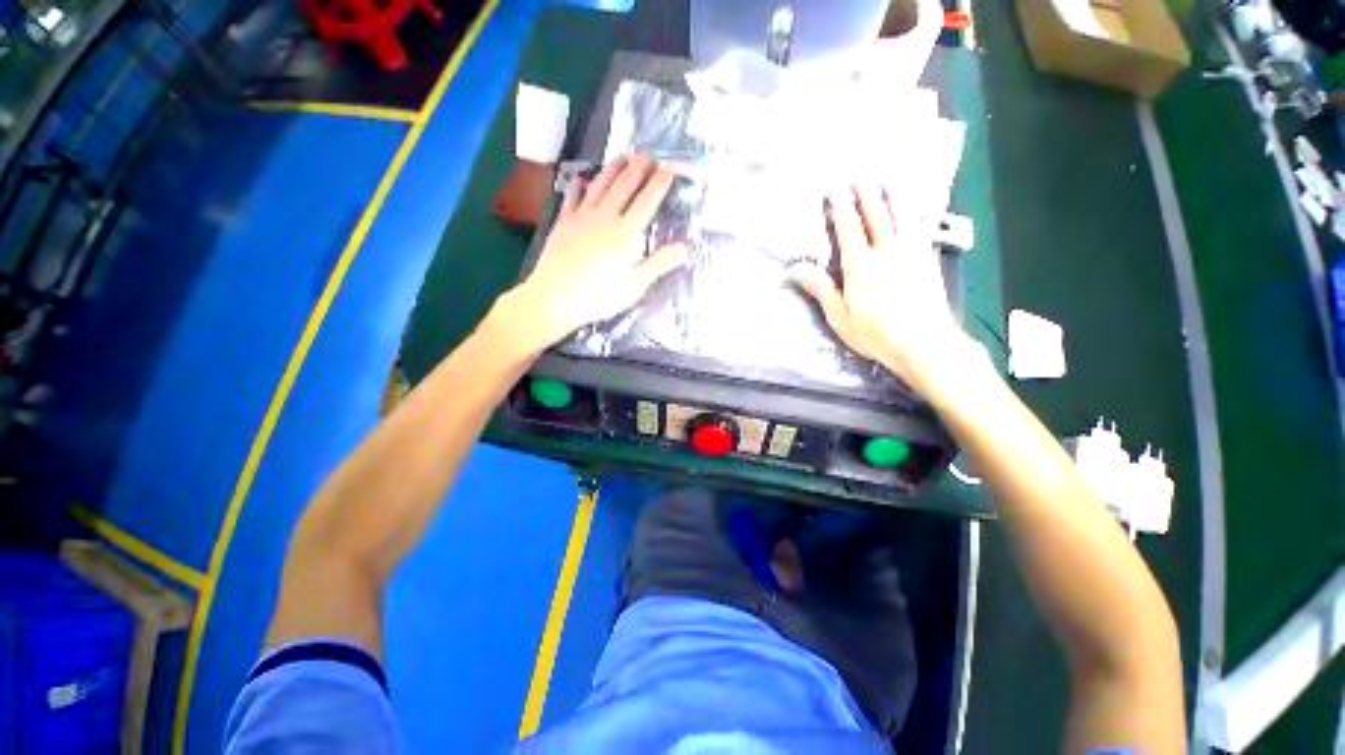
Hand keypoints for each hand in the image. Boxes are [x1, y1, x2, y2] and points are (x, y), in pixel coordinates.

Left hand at [506, 155, 688, 349]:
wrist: (554, 296)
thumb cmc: (599, 296)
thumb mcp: (635, 285)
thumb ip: (659, 264)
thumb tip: (686, 248)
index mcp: (626, 233)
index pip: (647, 202)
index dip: (659, 184)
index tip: (670, 168)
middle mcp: (605, 217)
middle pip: (624, 186)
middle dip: (638, 168)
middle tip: (649, 155)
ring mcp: (581, 217)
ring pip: (600, 185)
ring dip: (613, 169)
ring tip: (623, 156)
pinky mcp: (563, 222)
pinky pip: (573, 197)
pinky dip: (580, 186)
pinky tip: (582, 180)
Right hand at [792, 184, 976, 390]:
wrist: (924, 344)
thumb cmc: (875, 334)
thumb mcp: (840, 317)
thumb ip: (821, 289)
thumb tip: (797, 269)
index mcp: (861, 266)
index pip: (849, 230)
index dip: (841, 208)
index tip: (835, 189)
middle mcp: (886, 252)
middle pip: (875, 217)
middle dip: (865, 194)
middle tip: (859, 175)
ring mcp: (910, 254)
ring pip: (901, 217)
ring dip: (892, 197)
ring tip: (887, 179)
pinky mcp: (926, 261)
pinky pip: (918, 229)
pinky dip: (912, 214)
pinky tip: (912, 209)